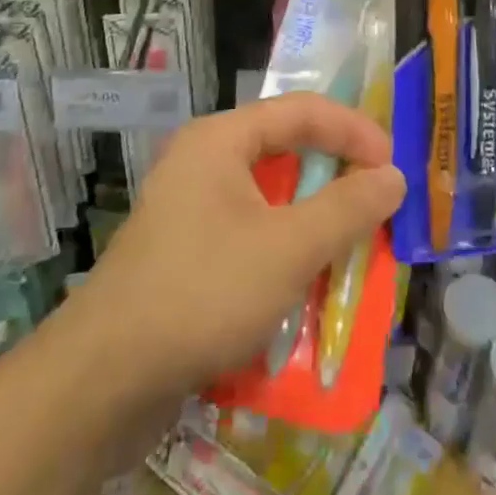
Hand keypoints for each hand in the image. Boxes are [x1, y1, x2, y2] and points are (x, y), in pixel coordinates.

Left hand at [67, 93, 405, 401]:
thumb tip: (394, 177)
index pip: (302, 111)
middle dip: (336, 177)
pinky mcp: (185, 252)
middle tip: (377, 203)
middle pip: (285, 150)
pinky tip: (306, 282)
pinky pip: (249, 233)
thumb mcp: (288, 248)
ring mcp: (189, 208)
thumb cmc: (202, 293)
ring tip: (351, 243)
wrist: (101, 383)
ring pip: (269, 198)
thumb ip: (348, 209)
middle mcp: (203, 161)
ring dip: (313, 219)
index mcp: (221, 139)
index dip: (354, 130)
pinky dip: (284, 248)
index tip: (394, 166)